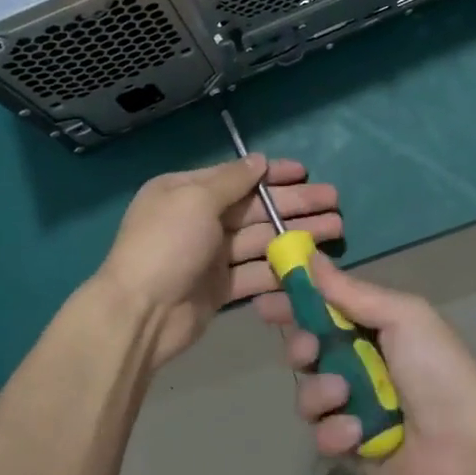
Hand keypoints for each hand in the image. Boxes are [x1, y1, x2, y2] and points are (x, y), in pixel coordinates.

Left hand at [95, 156, 340, 370]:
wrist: (140, 314)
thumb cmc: (166, 244)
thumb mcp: (195, 200)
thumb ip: (231, 180)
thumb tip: (258, 160)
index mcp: (186, 192)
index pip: (237, 177)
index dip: (273, 174)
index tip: (305, 171)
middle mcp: (199, 220)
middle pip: (255, 209)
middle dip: (294, 203)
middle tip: (334, 201)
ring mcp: (210, 256)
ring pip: (261, 240)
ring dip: (297, 234)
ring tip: (336, 228)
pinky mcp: (220, 288)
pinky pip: (256, 272)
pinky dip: (282, 268)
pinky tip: (312, 264)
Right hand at [256, 260, 475, 474]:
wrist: (471, 450)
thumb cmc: (438, 371)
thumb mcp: (401, 316)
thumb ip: (351, 291)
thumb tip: (310, 255)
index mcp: (373, 328)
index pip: (322, 308)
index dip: (293, 302)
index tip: (265, 300)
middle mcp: (359, 364)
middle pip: (306, 349)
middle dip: (301, 346)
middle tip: (311, 350)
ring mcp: (354, 407)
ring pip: (307, 392)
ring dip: (320, 392)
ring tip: (345, 396)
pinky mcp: (352, 447)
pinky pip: (321, 434)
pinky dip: (335, 431)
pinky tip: (358, 433)